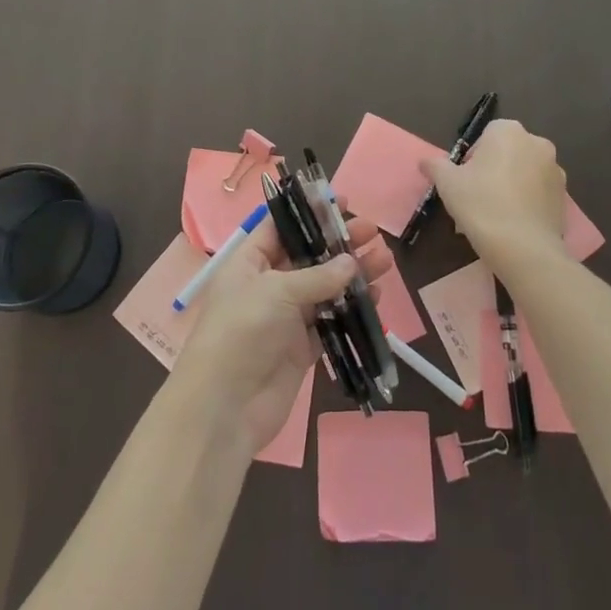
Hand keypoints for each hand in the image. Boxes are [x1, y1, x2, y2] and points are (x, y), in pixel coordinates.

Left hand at [170, 212, 392, 455]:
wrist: (225, 406)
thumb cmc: (242, 332)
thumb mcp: (277, 291)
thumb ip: (317, 276)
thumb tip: (351, 263)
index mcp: (249, 262)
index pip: (281, 227)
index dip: (309, 214)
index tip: (340, 203)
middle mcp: (267, 285)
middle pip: (308, 256)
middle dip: (339, 243)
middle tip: (372, 231)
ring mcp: (285, 317)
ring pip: (324, 288)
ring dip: (353, 275)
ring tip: (385, 260)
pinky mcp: (301, 348)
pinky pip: (330, 321)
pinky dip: (351, 309)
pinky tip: (377, 298)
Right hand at [422, 119, 568, 279]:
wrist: (524, 249)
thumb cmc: (481, 205)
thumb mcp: (447, 183)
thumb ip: (435, 166)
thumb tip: (425, 161)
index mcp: (509, 132)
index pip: (486, 135)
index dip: (472, 157)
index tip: (465, 179)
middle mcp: (537, 143)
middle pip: (507, 152)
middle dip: (493, 170)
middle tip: (476, 197)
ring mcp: (555, 170)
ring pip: (524, 173)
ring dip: (510, 185)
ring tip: (494, 215)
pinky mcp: (564, 197)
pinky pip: (538, 193)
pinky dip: (526, 202)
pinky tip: (512, 224)